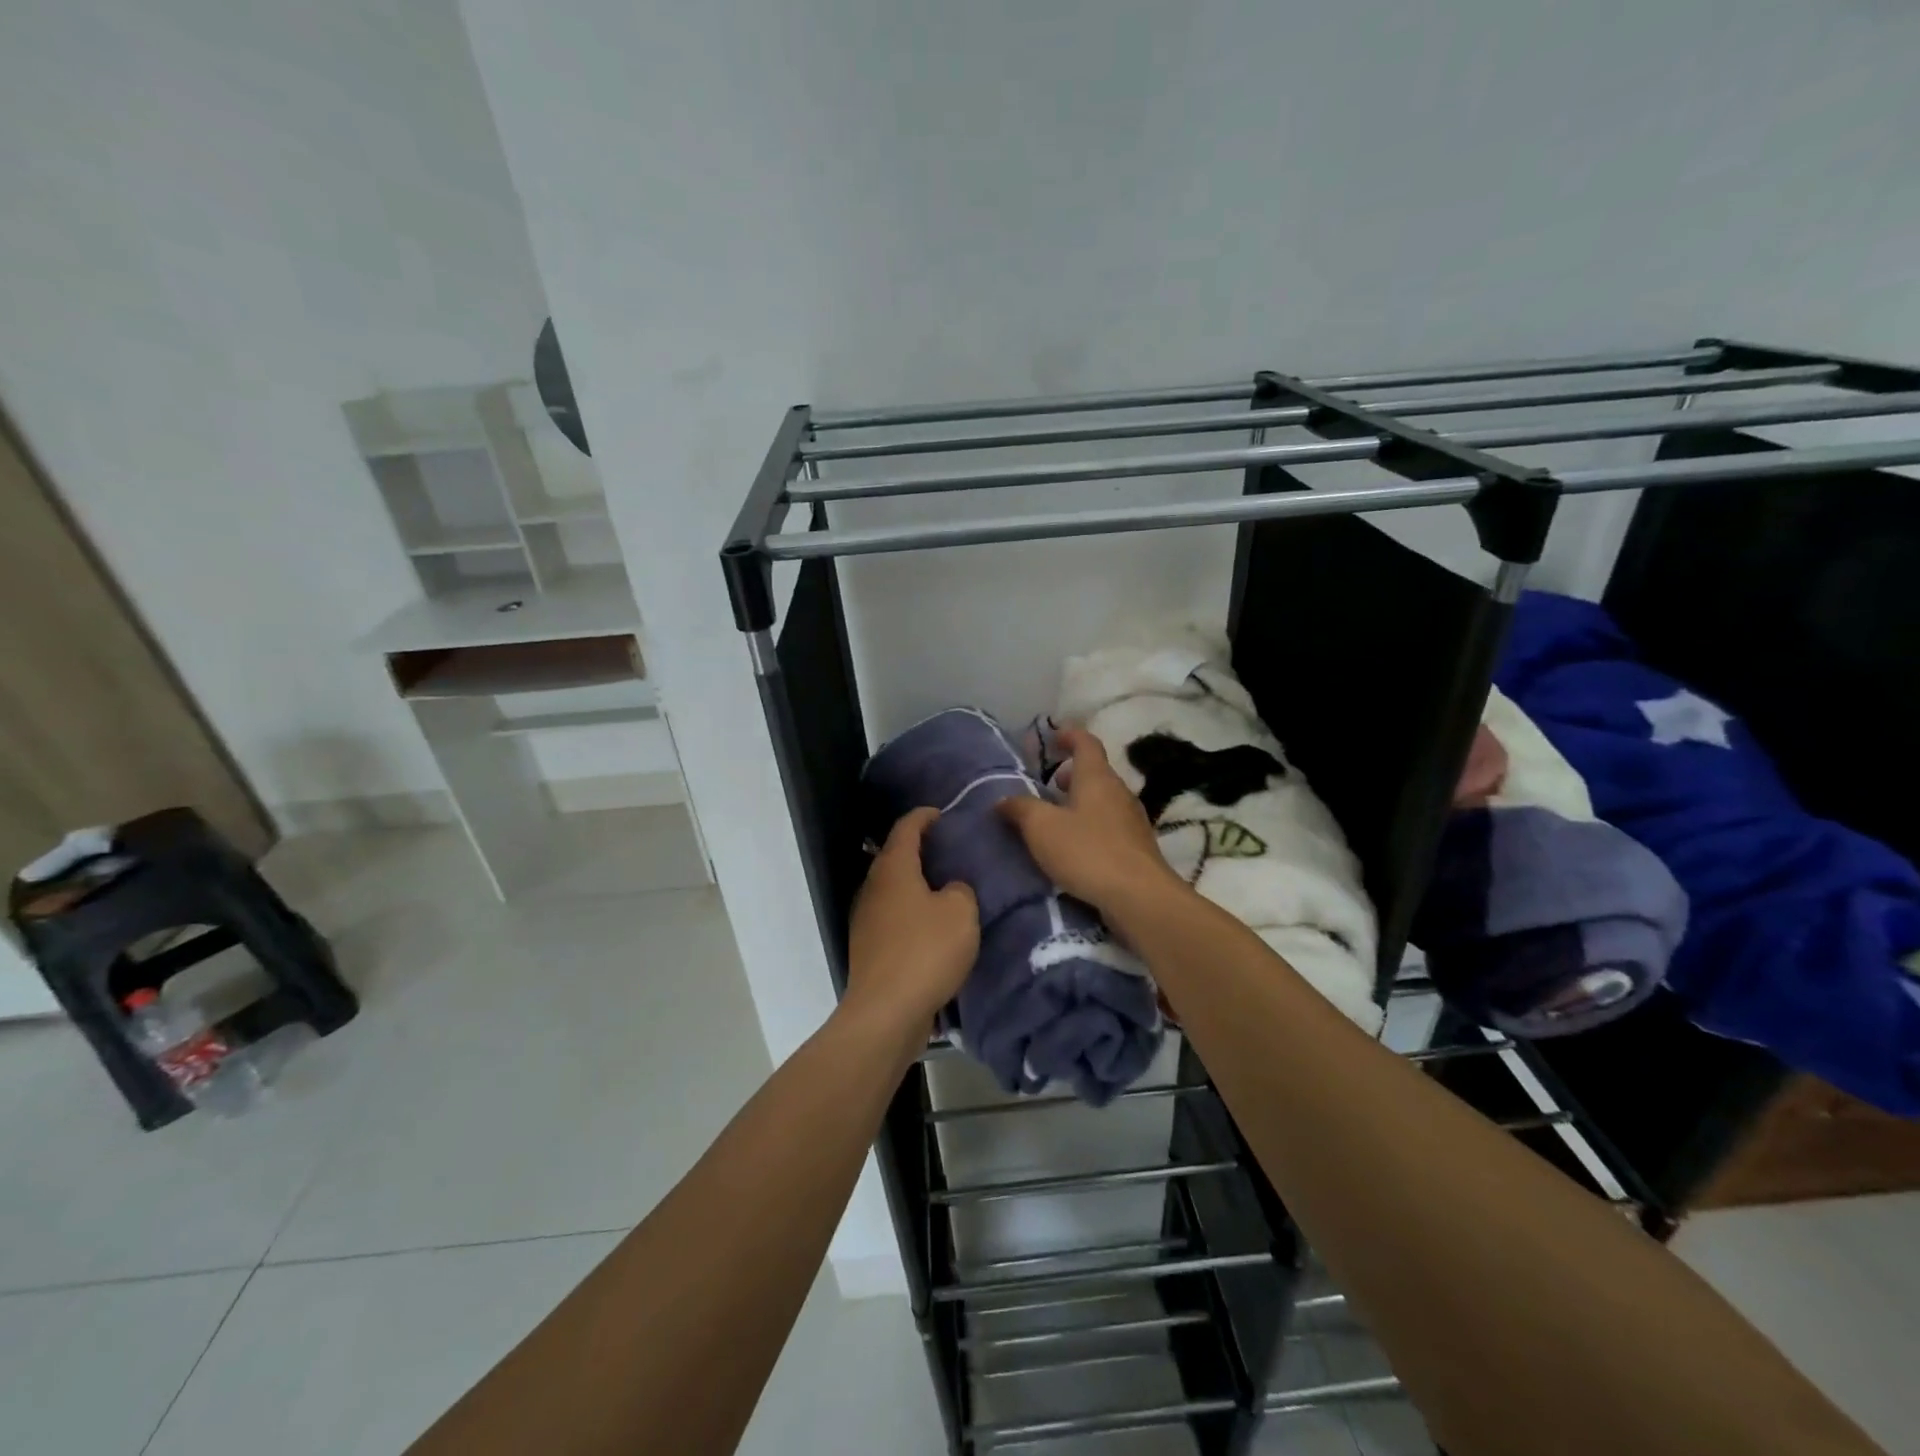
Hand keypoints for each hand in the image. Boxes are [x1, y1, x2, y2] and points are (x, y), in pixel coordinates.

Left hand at [845, 808, 979, 1032]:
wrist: (886, 1012)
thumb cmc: (925, 951)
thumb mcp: (960, 912)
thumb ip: (960, 890)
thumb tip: (950, 890)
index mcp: (893, 869)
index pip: (906, 828)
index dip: (923, 816)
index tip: (941, 813)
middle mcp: (873, 888)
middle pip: (894, 857)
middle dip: (919, 850)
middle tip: (949, 849)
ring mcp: (866, 919)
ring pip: (893, 889)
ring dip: (915, 883)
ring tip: (945, 886)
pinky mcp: (869, 948)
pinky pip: (893, 917)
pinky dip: (911, 912)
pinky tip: (932, 925)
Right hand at [997, 727, 1185, 915]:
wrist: (1138, 897)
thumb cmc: (1087, 852)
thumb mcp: (1042, 828)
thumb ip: (1020, 808)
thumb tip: (1003, 799)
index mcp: (1097, 777)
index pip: (1086, 743)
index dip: (1069, 735)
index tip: (1053, 736)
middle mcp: (1119, 792)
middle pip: (1095, 772)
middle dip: (1071, 774)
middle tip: (1047, 785)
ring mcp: (1132, 820)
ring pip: (1103, 800)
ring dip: (1081, 802)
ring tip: (1056, 818)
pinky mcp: (1137, 847)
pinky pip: (1110, 825)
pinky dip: (1091, 825)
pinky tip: (1076, 847)